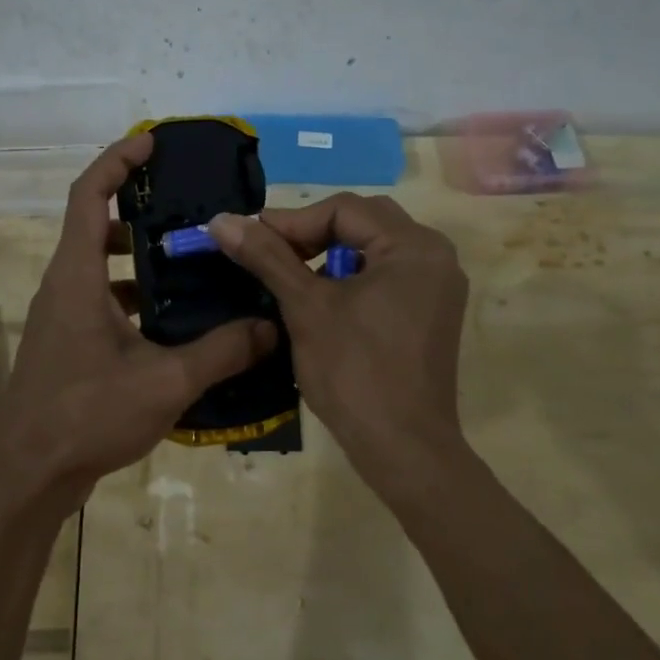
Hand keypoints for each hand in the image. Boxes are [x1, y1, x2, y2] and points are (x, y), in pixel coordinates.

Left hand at [0, 133, 277, 511]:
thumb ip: (221, 351)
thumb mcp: (165, 382)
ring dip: (138, 254)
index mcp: (76, 275)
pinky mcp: (67, 342)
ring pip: (99, 264)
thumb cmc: (87, 415)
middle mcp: (63, 284)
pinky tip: (173, 318)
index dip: (117, 161)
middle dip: (138, 206)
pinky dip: (133, 293)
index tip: (152, 144)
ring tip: (190, 259)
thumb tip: (271, 327)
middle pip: (95, 223)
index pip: (88, 194)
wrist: (28, 476)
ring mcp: (61, 315)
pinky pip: (100, 297)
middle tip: (187, 208)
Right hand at [210, 194, 467, 491]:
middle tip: (271, 252)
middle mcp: (435, 256)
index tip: (250, 238)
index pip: (343, 209)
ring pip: (374, 248)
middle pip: (363, 221)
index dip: (292, 221)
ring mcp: (438, 286)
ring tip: (291, 276)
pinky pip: (387, 275)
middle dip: (312, 233)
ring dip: (330, 254)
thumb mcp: (305, 307)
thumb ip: (266, 256)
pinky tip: (323, 300)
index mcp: (413, 246)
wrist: (403, 449)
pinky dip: (352, 276)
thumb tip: (221, 219)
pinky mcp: (431, 313)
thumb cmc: (354, 372)